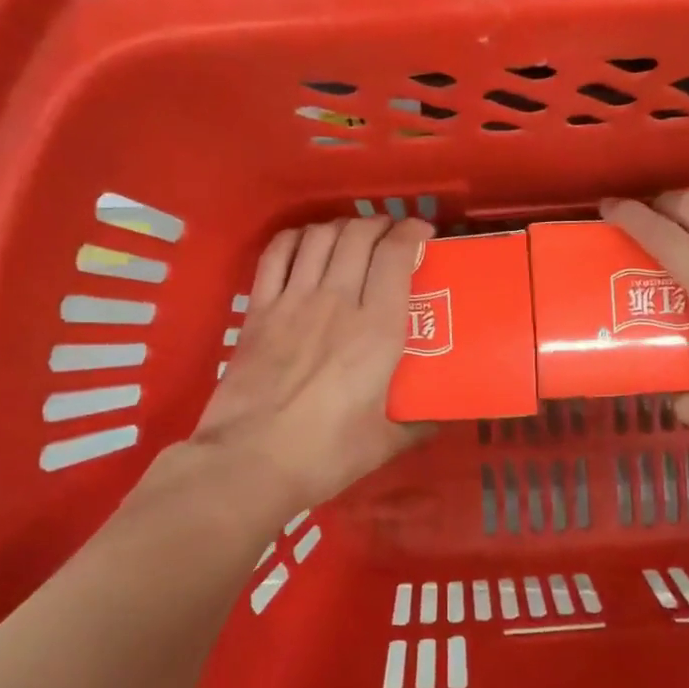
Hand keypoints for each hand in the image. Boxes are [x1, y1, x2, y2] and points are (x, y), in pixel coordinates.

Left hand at [188, 215, 434, 514]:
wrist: (250, 462)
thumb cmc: (324, 455)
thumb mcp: (384, 443)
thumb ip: (416, 424)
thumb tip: (438, 419)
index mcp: (376, 330)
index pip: (394, 256)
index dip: (411, 232)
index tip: (421, 233)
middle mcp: (336, 301)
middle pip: (358, 236)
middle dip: (379, 225)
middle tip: (390, 236)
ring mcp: (293, 301)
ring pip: (319, 237)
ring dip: (340, 227)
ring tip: (351, 237)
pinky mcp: (259, 310)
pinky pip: (276, 254)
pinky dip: (295, 238)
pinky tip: (305, 243)